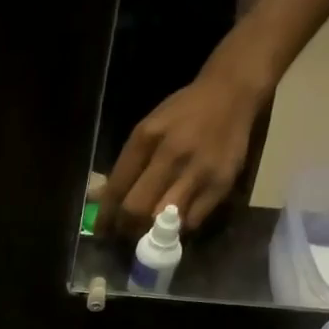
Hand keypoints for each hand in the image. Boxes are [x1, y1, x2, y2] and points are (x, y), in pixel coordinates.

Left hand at [98, 63, 265, 235]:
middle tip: (124, 233)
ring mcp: (198, 171)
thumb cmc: (182, 114)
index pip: (117, 188)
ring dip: (152, 232)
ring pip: (164, 220)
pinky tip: (175, 223)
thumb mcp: (147, 130)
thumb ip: (125, 165)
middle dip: (126, 227)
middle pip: (138, 208)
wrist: (231, 94)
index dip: (106, 216)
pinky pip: (192, 220)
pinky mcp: (221, 184)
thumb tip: (97, 198)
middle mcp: (172, 154)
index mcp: (146, 138)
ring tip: (147, 233)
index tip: (101, 232)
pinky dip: (179, 227)